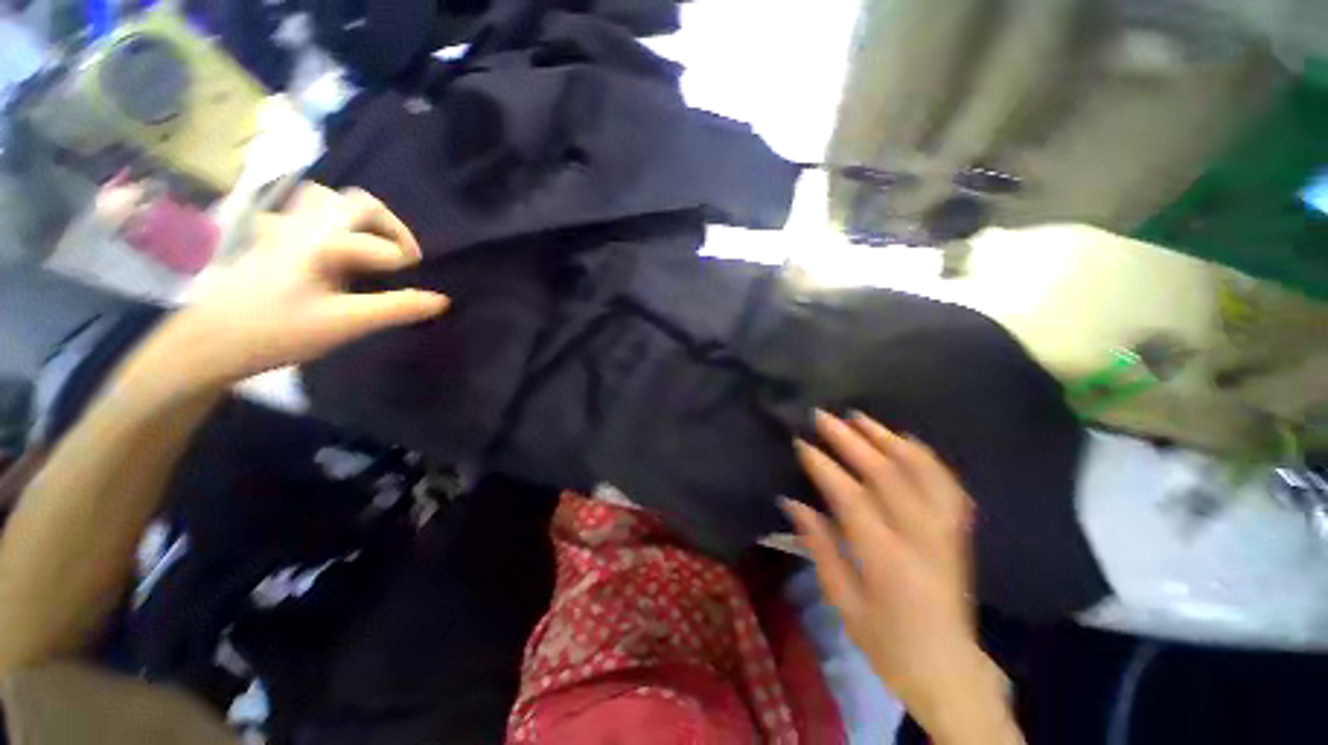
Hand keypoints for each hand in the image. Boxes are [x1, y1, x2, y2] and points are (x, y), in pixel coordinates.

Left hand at [135, 183, 448, 391]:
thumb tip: (442, 300)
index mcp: (324, 241)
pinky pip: (303, 216)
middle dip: (390, 228)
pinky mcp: (271, 241)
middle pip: (357, 203)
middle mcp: (305, 225)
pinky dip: (327, 225)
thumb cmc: (278, 330)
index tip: (415, 287)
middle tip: (403, 259)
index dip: (406, 264)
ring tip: (371, 248)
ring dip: (357, 220)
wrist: (209, 341)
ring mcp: (283, 229)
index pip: (383, 245)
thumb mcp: (345, 323)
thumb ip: (396, 308)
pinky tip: (330, 251)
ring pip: (326, 201)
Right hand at [783, 411, 1020, 742]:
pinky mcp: (959, 532)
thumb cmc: (887, 642)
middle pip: (884, 474)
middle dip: (849, 440)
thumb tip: (792, 502)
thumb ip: (819, 546)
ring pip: (919, 471)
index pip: (850, 496)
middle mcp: (920, 537)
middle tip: (823, 417)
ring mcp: (945, 531)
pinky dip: (926, 457)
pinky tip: (907, 440)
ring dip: (887, 438)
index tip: (802, 443)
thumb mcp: (843, 601)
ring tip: (859, 417)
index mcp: (885, 558)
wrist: (950, 670)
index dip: (823, 465)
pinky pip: (946, 483)